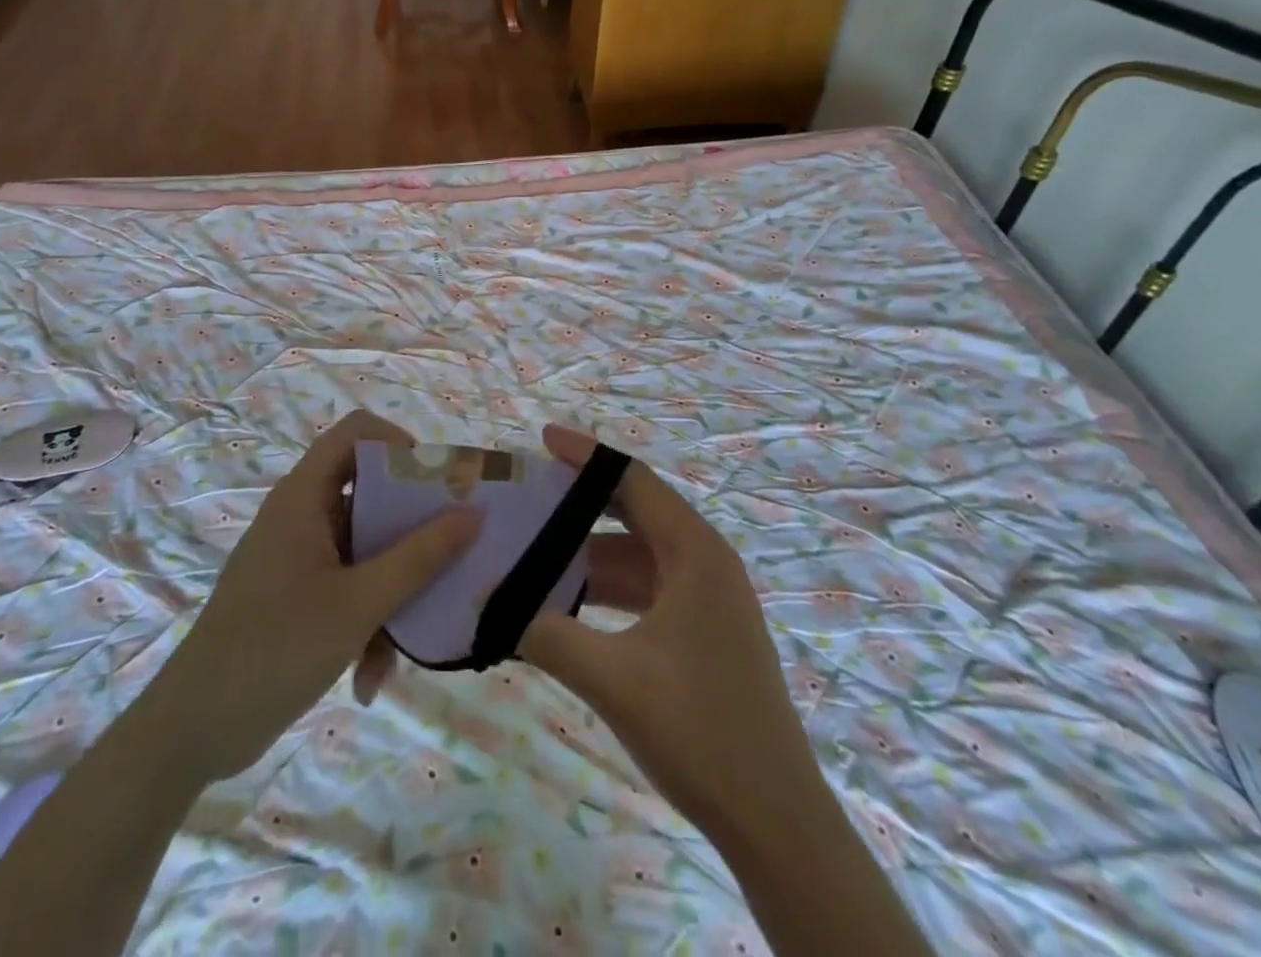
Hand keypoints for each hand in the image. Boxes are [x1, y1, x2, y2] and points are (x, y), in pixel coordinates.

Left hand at [169, 410, 479, 781]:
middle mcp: (301, 515)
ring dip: (390, 591)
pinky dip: (365, 620)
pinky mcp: (296, 594)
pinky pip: (348, 585)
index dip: (398, 443)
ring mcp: (298, 556)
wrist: (191, 732)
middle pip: (369, 492)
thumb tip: (474, 514)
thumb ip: (419, 557)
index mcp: (304, 497)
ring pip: (364, 548)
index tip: (436, 484)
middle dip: (410, 530)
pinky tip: (370, 676)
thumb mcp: (359, 604)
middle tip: (449, 554)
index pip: (355, 433)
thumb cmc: (274, 649)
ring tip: (404, 645)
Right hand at [516, 428, 820, 844]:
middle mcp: (706, 562)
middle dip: (583, 502)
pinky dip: (610, 587)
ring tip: (536, 550)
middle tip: (530, 495)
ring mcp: (709, 598)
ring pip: (640, 554)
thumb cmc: (700, 733)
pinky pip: (648, 588)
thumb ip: (547, 635)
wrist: (775, 820)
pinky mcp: (705, 630)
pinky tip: (570, 602)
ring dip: (591, 552)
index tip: (542, 439)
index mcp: (696, 553)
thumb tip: (485, 603)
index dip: (586, 456)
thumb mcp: (613, 679)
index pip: (634, 480)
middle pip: (637, 511)